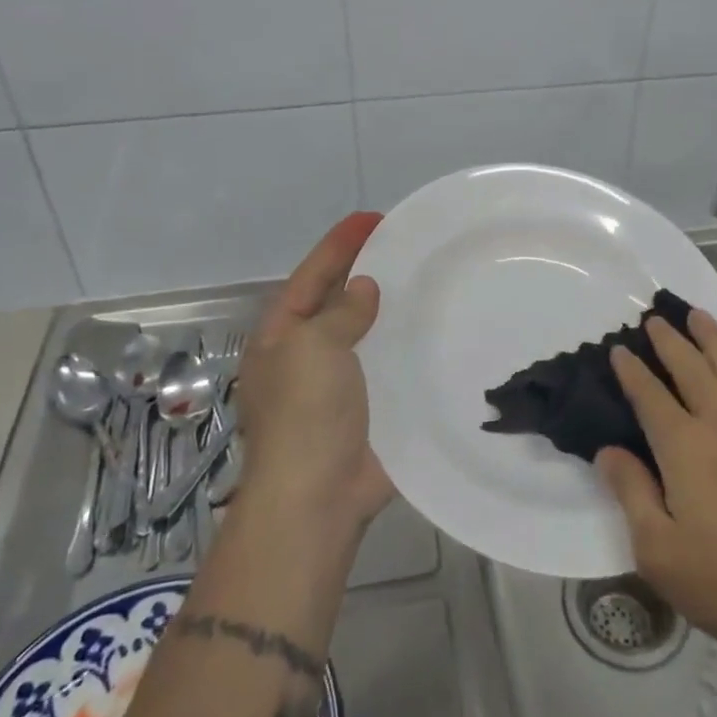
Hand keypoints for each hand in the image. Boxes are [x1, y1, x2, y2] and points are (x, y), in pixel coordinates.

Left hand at [233, 212, 393, 532]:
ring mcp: (336, 385)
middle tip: (403, 246)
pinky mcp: (367, 409)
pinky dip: (405, 347)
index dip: (339, 244)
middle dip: (363, 271)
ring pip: (364, 333)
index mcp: (282, 336)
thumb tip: (362, 289)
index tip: (373, 218)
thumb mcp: (314, 347)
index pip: (311, 275)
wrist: (317, 497)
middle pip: (335, 300)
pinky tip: (434, 334)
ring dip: (387, 309)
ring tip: (423, 282)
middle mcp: (305, 355)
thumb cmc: (306, 414)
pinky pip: (386, 366)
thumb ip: (339, 312)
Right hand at [598, 311, 716, 666]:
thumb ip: (631, 493)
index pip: (648, 395)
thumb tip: (607, 450)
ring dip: (711, 337)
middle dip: (669, 340)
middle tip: (654, 318)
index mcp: (682, 445)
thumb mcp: (660, 551)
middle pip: (690, 367)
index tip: (618, 349)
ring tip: (697, 315)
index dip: (630, 370)